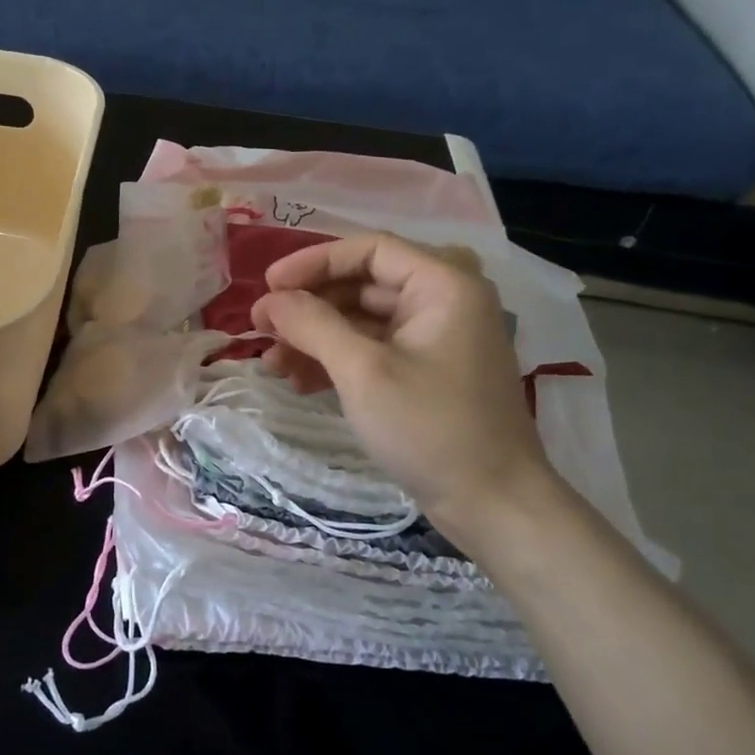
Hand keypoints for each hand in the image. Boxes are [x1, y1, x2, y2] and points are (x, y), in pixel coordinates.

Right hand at [250, 234, 567, 548]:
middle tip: (261, 327)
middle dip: (309, 306)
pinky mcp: (426, 374)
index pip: (370, 249)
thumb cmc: (431, 427)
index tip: (269, 285)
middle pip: (363, 284)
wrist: (493, 505)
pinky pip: (373, 351)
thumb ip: (313, 325)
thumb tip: (271, 300)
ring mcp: (435, 341)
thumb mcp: (363, 371)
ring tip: (272, 363)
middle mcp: (443, 303)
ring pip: (363, 321)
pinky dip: (337, 361)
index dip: (314, 261)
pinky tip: (300, 382)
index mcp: (443, 286)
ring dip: (316, 338)